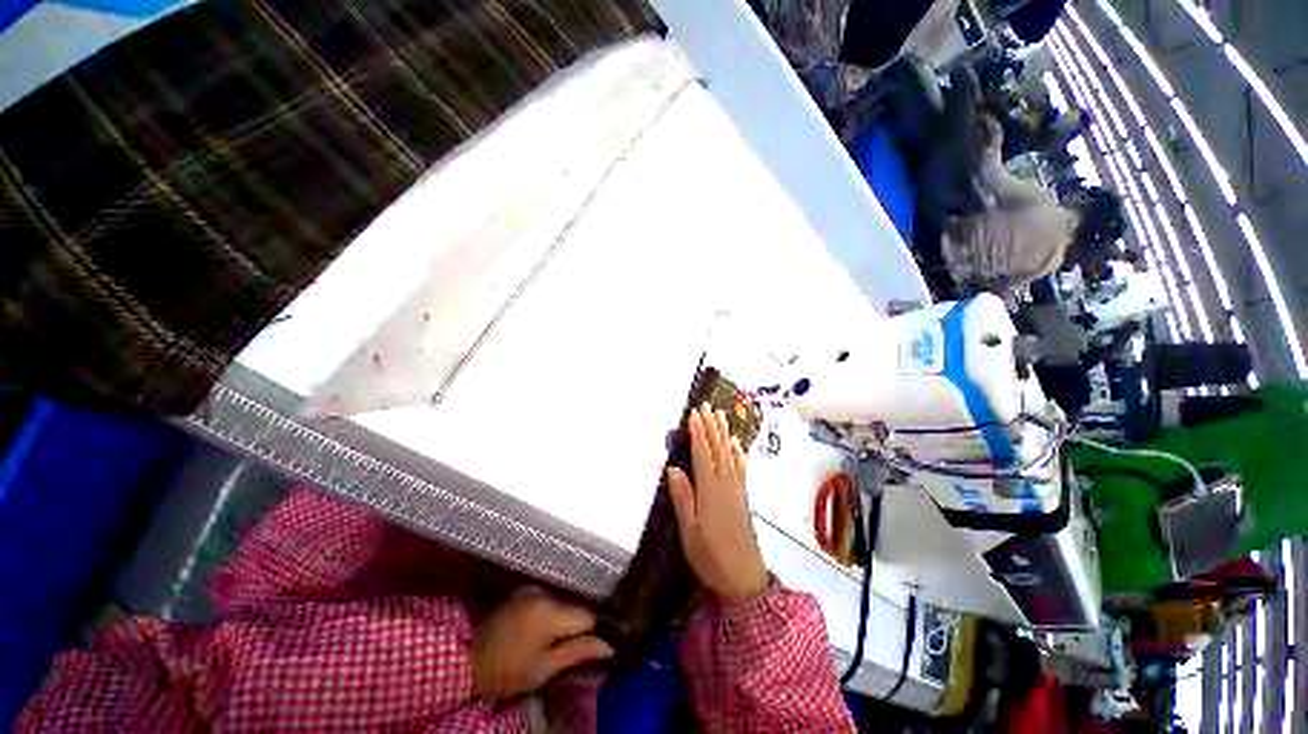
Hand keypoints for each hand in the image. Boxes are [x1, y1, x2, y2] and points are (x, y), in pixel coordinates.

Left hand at [471, 586, 613, 698]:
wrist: (466, 657)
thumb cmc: (506, 670)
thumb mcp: (543, 669)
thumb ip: (577, 652)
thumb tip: (608, 646)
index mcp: (552, 612)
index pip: (589, 615)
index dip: (597, 629)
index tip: (600, 642)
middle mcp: (546, 592)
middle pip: (577, 604)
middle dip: (583, 621)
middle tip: (583, 640)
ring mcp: (534, 587)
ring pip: (565, 598)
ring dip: (569, 613)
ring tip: (566, 632)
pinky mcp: (525, 588)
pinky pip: (551, 595)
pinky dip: (556, 607)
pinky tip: (552, 622)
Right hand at [667, 403, 770, 604]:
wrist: (745, 578)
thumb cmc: (711, 557)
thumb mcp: (690, 532)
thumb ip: (682, 498)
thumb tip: (672, 467)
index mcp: (710, 490)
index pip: (703, 454)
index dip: (698, 432)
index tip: (694, 414)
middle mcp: (725, 484)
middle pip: (718, 449)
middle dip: (712, 426)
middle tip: (707, 405)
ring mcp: (737, 490)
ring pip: (729, 454)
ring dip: (724, 433)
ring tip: (721, 416)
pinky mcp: (743, 498)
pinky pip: (740, 468)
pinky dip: (737, 453)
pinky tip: (736, 445)